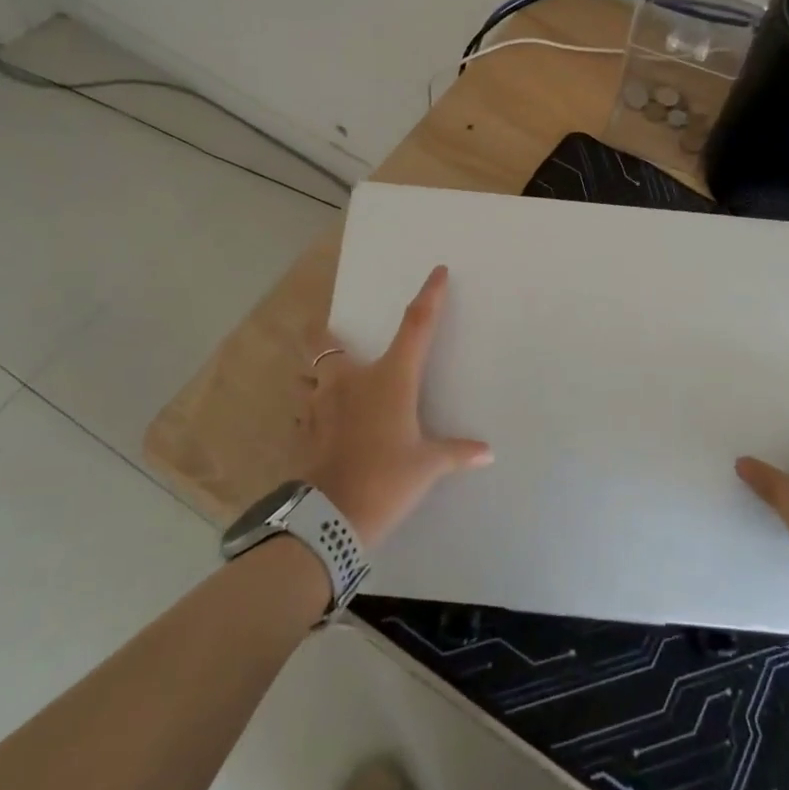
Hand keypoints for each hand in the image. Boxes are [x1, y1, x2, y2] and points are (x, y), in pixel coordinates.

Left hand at [300, 265, 491, 547]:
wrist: (331, 517)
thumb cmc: (386, 479)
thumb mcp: (427, 466)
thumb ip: (455, 452)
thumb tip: (486, 453)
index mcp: (389, 378)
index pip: (416, 326)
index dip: (429, 296)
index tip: (437, 272)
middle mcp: (350, 381)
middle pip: (324, 342)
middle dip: (321, 333)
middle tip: (328, 334)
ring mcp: (320, 405)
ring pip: (305, 375)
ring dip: (311, 375)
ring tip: (319, 383)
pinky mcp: (303, 431)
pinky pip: (301, 411)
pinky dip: (308, 411)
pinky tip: (317, 424)